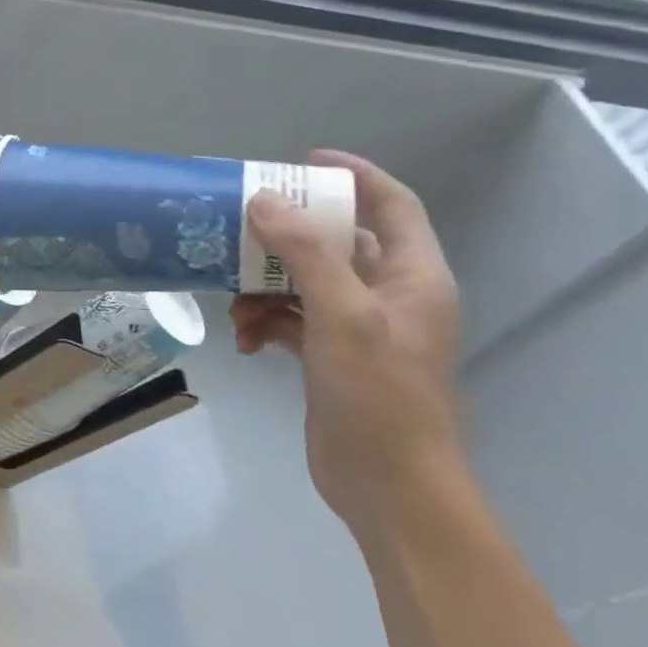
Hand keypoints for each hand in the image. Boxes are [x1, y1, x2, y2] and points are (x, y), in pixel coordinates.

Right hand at [230, 150, 462, 533]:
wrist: (388, 484)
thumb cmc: (379, 395)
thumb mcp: (343, 316)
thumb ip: (305, 255)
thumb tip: (263, 201)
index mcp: (414, 276)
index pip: (390, 204)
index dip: (353, 175)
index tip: (301, 161)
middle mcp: (390, 294)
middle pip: (335, 242)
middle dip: (285, 235)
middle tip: (239, 226)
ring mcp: (358, 327)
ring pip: (303, 282)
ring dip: (263, 287)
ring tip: (233, 304)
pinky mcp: (331, 355)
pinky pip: (290, 320)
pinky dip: (263, 323)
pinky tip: (242, 341)